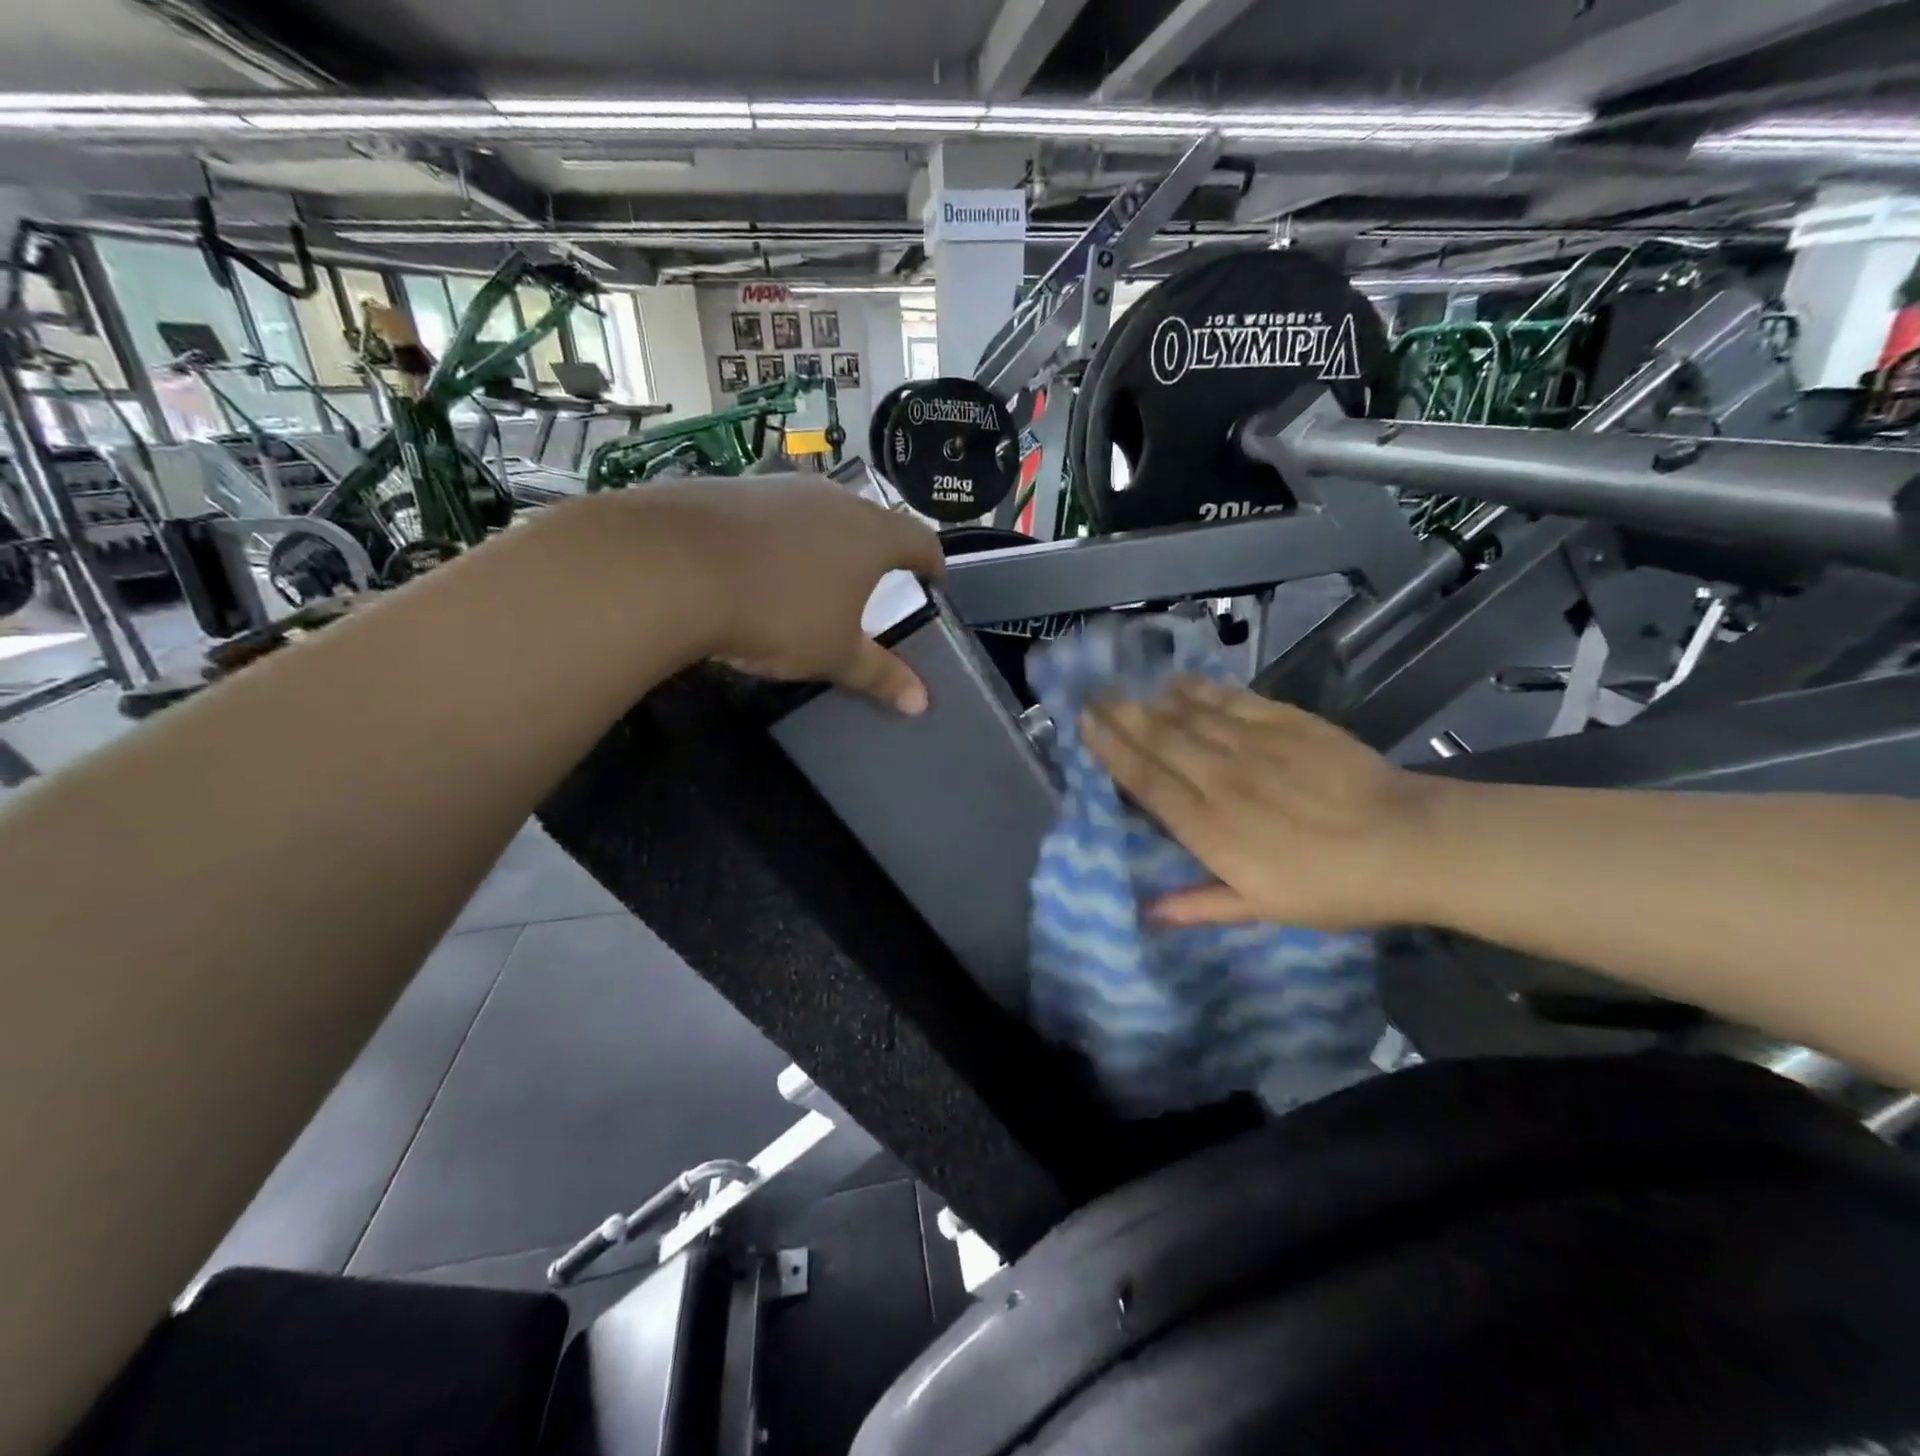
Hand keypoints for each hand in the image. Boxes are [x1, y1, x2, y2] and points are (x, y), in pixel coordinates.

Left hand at [604, 476, 944, 712]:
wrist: (672, 567)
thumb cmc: (777, 613)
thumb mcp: (833, 654)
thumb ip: (880, 675)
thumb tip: (921, 703)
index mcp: (871, 535)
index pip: (921, 541)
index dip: (932, 563)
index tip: (932, 582)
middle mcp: (832, 498)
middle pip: (870, 521)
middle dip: (875, 552)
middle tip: (870, 585)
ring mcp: (779, 486)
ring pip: (817, 512)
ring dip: (823, 541)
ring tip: (811, 576)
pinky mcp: (730, 486)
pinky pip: (769, 513)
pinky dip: (775, 537)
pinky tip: (753, 565)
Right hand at [1081, 677, 1448, 928]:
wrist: (1409, 843)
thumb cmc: (1332, 887)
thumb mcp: (1264, 910)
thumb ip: (1201, 904)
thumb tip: (1147, 914)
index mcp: (1209, 828)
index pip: (1145, 781)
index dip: (1110, 751)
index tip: (1084, 727)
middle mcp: (1219, 779)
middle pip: (1157, 739)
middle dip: (1119, 715)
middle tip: (1090, 694)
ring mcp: (1252, 745)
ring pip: (1188, 715)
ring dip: (1150, 698)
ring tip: (1121, 684)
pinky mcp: (1286, 722)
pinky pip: (1231, 699)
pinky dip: (1200, 688)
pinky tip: (1180, 680)